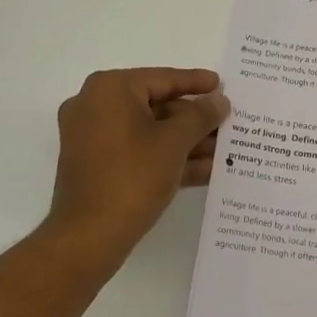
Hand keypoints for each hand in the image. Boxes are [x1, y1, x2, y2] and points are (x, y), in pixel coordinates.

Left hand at [46, 68, 231, 262]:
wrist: (89, 237)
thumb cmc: (133, 177)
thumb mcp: (175, 142)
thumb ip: (201, 116)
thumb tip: (219, 101)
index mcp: (110, 90)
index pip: (162, 79)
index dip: (196, 82)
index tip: (221, 84)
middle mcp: (95, 106)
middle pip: (156, 105)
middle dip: (194, 120)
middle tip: (227, 123)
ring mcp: (93, 138)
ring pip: (150, 132)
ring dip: (187, 142)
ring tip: (225, 150)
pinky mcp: (96, 166)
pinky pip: (138, 152)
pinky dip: (168, 158)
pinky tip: (206, 171)